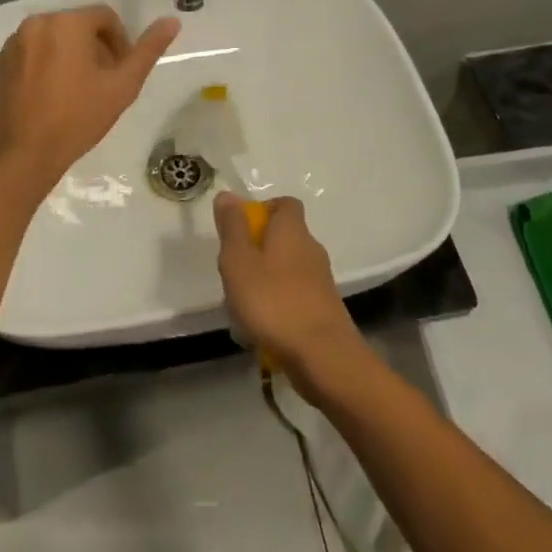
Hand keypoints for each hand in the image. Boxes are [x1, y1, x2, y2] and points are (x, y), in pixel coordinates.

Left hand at [0, 5, 179, 187]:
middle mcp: (36, 23)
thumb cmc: (78, 118)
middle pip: (77, 26)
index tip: (121, 71)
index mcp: (67, 23)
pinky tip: (50, 97)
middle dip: (95, 49)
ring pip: (53, 39)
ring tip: (77, 92)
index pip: (105, 17)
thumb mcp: (123, 86)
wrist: (22, 154)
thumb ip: (148, 50)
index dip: (120, 42)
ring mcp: (13, 43)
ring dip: (69, 56)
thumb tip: (172, 21)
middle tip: (103, 84)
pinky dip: (44, 65)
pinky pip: (31, 54)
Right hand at [214, 193, 363, 393]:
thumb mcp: (239, 261)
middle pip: (283, 237)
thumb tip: (228, 195)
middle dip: (257, 250)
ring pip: (287, 269)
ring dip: (265, 280)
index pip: (285, 204)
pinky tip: (261, 328)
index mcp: (292, 231)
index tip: (240, 229)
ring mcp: (320, 281)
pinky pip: (295, 296)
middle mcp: (311, 249)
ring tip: (241, 305)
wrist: (324, 357)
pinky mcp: (324, 309)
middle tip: (233, 271)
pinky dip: (277, 305)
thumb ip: (232, 228)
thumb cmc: (274, 302)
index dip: (262, 210)